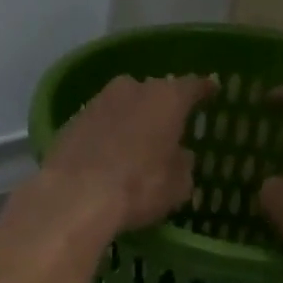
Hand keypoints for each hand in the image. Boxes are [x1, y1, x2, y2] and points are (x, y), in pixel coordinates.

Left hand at [40, 74, 215, 234]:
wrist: (75, 196)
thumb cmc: (139, 187)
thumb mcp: (178, 185)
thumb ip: (183, 164)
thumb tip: (180, 155)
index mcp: (167, 99)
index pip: (192, 86)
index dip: (203, 90)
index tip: (211, 90)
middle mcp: (132, 89)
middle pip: (153, 93)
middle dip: (162, 107)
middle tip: (169, 126)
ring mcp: (97, 102)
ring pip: (123, 105)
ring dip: (131, 120)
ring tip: (137, 143)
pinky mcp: (71, 121)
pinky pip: (100, 123)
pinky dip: (107, 134)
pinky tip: (108, 155)